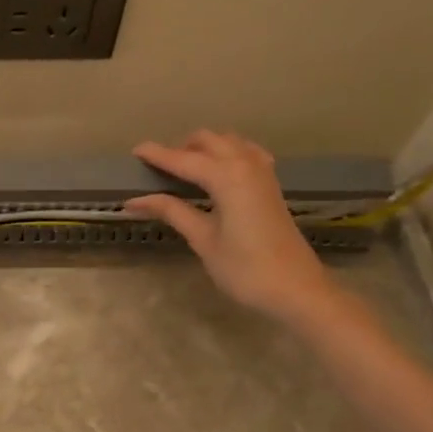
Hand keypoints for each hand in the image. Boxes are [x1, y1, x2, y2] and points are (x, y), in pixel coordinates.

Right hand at [124, 131, 338, 323]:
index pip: (184, 159)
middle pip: (208, 141)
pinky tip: (218, 173)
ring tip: (184, 169)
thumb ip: (172, 211)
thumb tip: (134, 200)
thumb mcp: (203, 240)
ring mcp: (263, 173)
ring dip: (205, 148)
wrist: (297, 290)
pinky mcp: (271, 185)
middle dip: (181, 148)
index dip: (157, 155)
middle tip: (158, 168)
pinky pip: (246, 154)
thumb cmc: (245, 269)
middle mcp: (246, 165)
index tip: (134, 152)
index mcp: (227, 177)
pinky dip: (227, 154)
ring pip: (229, 143)